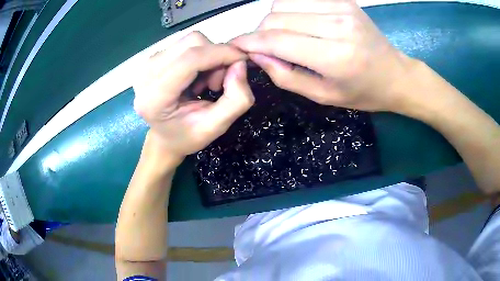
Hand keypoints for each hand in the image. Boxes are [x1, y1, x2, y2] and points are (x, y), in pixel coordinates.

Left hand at [133, 31, 253, 160]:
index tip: (242, 60)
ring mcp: (147, 63)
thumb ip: (236, 100)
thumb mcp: (217, 127)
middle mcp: (145, 75)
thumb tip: (240, 64)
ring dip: (208, 56)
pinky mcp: (153, 57)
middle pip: (192, 43)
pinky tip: (195, 76)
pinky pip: (185, 44)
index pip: (190, 60)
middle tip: (218, 83)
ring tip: (205, 82)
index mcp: (154, 98)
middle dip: (215, 56)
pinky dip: (200, 55)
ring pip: (190, 40)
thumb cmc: (187, 136)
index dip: (221, 54)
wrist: (165, 137)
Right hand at [231, 0, 417, 111]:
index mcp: (334, 57)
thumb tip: (256, 54)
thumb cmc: (362, 92)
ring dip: (276, 20)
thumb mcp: (323, 96)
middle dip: (262, 32)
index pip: (277, 40)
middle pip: (276, 17)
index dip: (249, 42)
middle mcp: (337, 26)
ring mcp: (341, 8)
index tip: (235, 46)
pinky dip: (291, 9)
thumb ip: (285, 76)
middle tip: (267, 46)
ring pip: (283, 4)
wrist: (395, 74)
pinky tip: (300, 23)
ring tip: (287, 35)